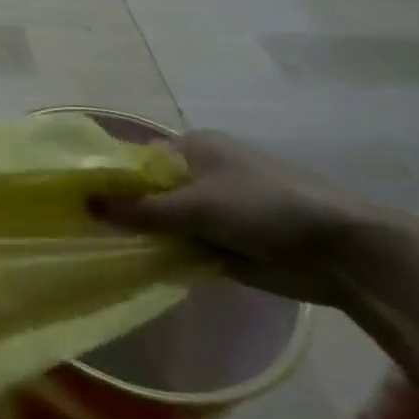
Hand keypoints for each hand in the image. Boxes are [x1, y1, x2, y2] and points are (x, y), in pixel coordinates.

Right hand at [91, 131, 402, 303]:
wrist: (342, 251)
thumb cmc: (265, 207)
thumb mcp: (197, 205)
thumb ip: (142, 208)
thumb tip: (86, 202)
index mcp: (193, 149)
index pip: (137, 159)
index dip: (108, 177)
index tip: (76, 198)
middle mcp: (200, 175)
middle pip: (148, 192)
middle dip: (123, 210)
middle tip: (83, 229)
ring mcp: (213, 211)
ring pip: (164, 222)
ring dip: (144, 237)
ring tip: (100, 251)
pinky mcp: (225, 244)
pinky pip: (183, 247)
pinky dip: (166, 256)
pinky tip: (137, 268)